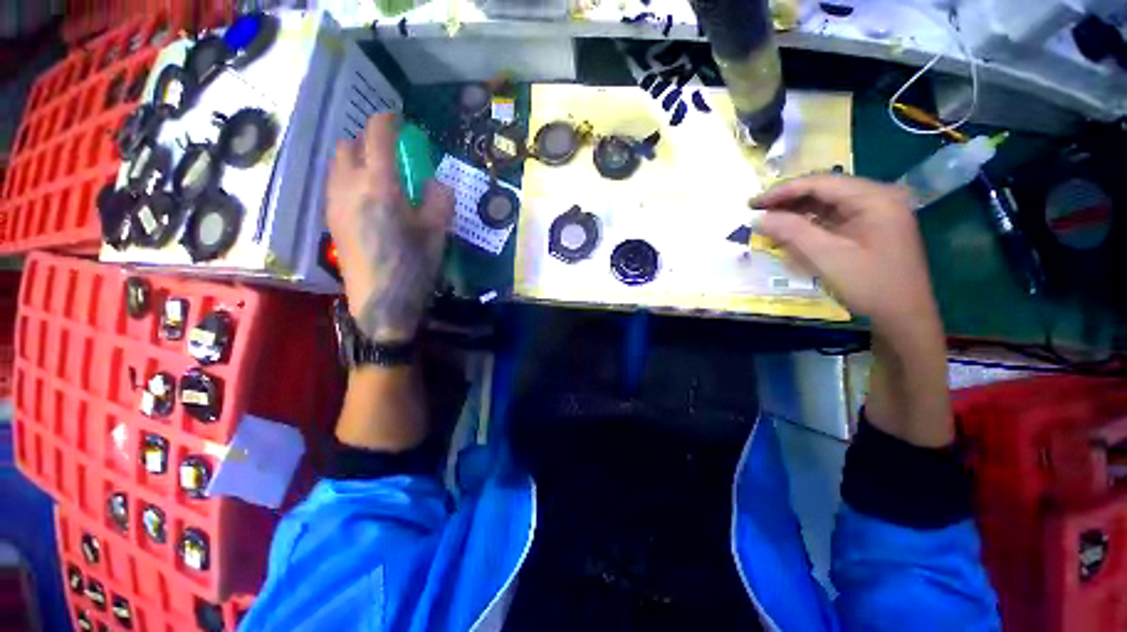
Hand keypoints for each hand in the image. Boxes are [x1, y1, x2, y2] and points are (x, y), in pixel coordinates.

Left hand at [326, 114, 453, 342]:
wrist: (381, 304)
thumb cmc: (413, 268)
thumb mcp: (437, 234)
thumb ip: (439, 201)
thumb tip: (435, 183)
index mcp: (379, 185)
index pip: (376, 135)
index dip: (388, 121)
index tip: (400, 120)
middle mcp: (349, 186)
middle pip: (348, 145)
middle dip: (369, 141)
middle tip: (393, 155)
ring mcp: (334, 203)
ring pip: (337, 164)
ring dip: (357, 159)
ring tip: (381, 178)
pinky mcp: (330, 220)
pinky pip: (335, 184)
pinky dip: (350, 178)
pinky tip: (369, 201)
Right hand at [752, 174, 940, 340]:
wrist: (905, 315)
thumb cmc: (869, 284)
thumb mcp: (827, 257)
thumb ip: (792, 232)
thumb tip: (759, 218)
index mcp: (874, 198)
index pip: (821, 183)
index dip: (783, 191)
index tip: (753, 203)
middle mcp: (877, 197)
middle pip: (825, 190)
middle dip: (788, 200)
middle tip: (757, 211)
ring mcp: (876, 212)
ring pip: (828, 203)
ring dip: (797, 211)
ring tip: (768, 219)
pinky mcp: (871, 227)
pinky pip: (834, 217)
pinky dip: (810, 222)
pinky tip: (791, 229)